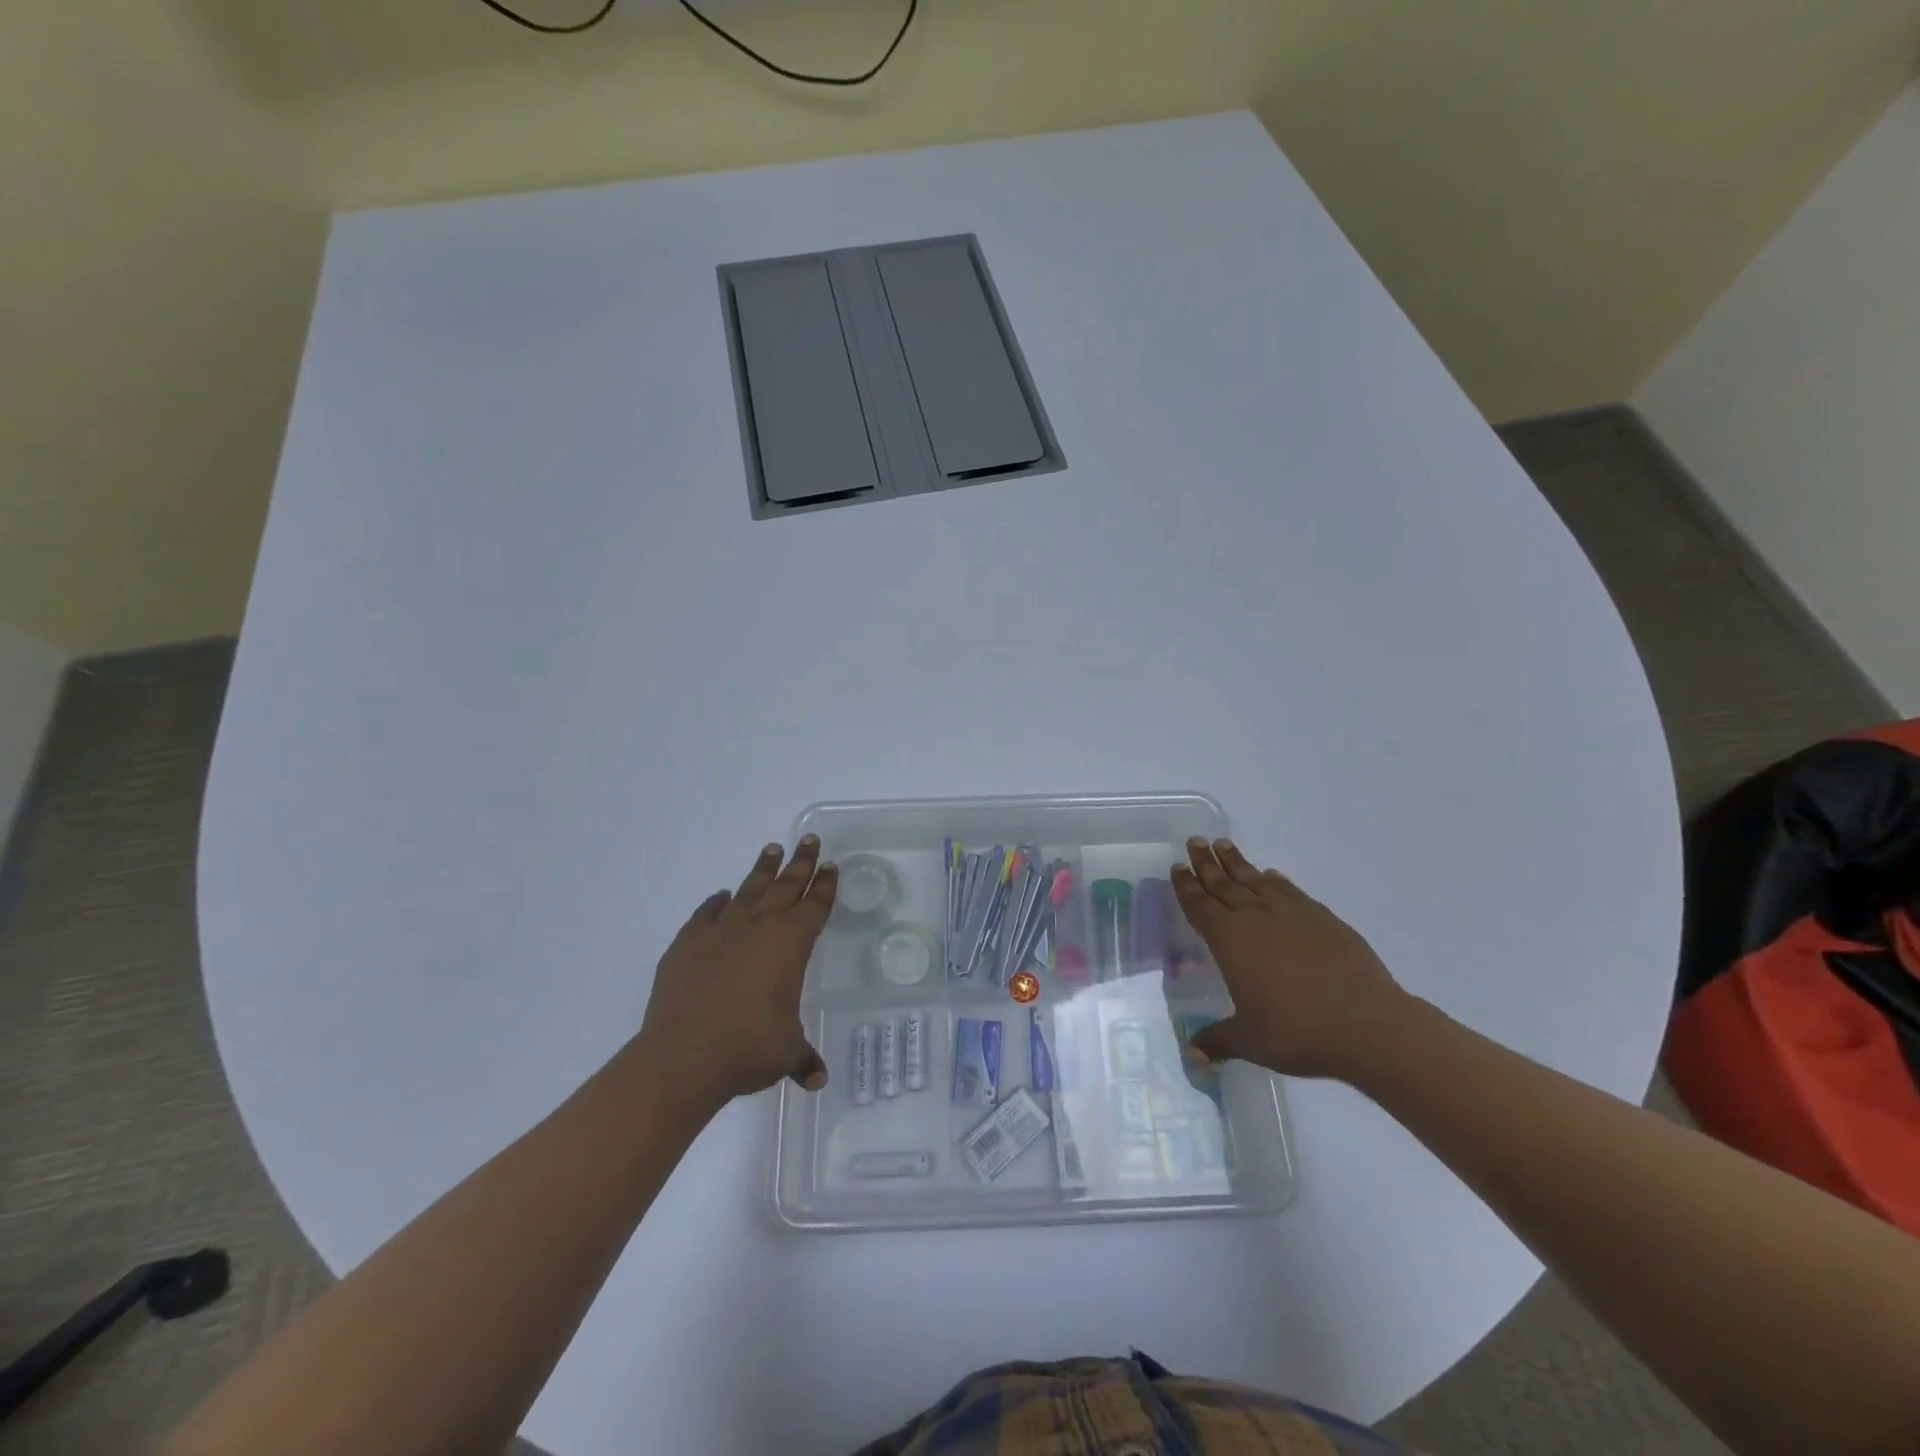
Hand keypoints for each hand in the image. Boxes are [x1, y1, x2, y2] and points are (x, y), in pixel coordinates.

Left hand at [635, 837, 837, 1111]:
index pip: (815, 906)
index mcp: (791, 944)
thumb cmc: (748, 1048)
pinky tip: (722, 896)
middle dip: (800, 863)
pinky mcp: (688, 943)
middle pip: (785, 886)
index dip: (824, 886)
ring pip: (748, 889)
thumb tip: (817, 1079)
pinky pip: (707, 913)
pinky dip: (717, 903)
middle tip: (809, 840)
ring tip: (771, 849)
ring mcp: (721, 931)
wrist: (684, 1055)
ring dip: (762, 870)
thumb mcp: (785, 1053)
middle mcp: (759, 927)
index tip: (830, 866)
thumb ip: (802, 1058)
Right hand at [1171, 838, 1412, 1079]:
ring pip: (1255, 881)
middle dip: (1207, 863)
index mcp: (1230, 941)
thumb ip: (1217, 1041)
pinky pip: (1289, 891)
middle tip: (1195, 842)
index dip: (1187, 886)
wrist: (1367, 1025)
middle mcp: (1255, 918)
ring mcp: (1291, 914)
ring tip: (1224, 844)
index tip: (1178, 865)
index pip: (1200, 906)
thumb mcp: (1249, 1041)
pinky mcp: (1322, 919)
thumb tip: (1190, 1056)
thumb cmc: (1298, 1032)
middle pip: (1224, 884)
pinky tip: (1271, 874)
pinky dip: (1276, 880)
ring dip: (1237, 863)